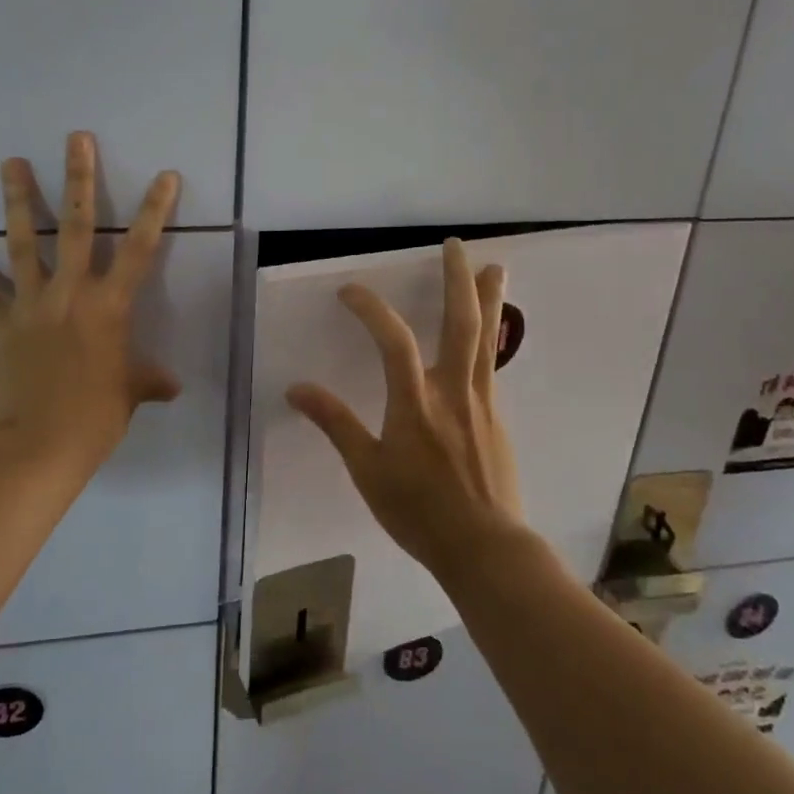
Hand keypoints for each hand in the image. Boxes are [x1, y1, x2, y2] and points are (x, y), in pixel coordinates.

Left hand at [0, 132, 181, 480]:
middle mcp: (71, 293)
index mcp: (110, 306)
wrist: (39, 446)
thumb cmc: (94, 418)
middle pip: (77, 227)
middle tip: (76, 139)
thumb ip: (148, 381)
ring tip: (11, 162)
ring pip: (24, 243)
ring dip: (18, 200)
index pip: (140, 248)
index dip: (155, 210)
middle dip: (79, 180)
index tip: (164, 175)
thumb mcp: (128, 394)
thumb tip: (171, 386)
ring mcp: (31, 304)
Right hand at [287, 238, 524, 582]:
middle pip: (461, 322)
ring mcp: (482, 402)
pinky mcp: (497, 418)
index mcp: (416, 402)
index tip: (349, 291)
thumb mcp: (368, 470)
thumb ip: (335, 424)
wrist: (485, 547)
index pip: (394, 339)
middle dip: (458, 280)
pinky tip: (488, 335)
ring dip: (490, 298)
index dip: (371, 308)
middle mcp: (453, 391)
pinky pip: (492, 365)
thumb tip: (296, 389)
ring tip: (497, 267)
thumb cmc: (419, 511)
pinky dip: (491, 337)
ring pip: (487, 339)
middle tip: (457, 246)